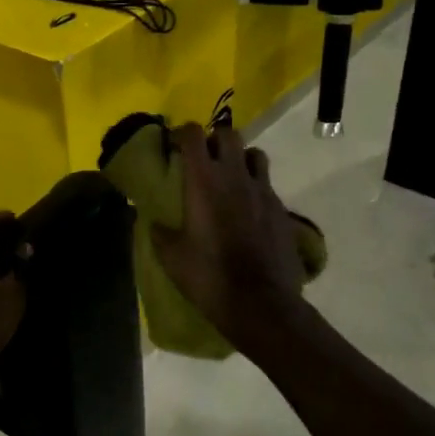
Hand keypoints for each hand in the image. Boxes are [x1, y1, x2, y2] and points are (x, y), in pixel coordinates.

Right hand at [151, 124, 304, 352]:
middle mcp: (235, 176)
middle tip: (203, 159)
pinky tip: (248, 209)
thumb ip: (160, 233)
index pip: (194, 134)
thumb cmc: (209, 276)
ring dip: (240, 159)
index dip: (182, 133)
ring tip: (230, 178)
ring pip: (255, 155)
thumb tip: (153, 222)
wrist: (261, 302)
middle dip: (214, 140)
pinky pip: (267, 185)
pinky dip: (255, 187)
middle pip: (228, 134)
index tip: (173, 145)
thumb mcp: (172, 257)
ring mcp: (263, 190)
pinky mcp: (281, 209)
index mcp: (204, 180)